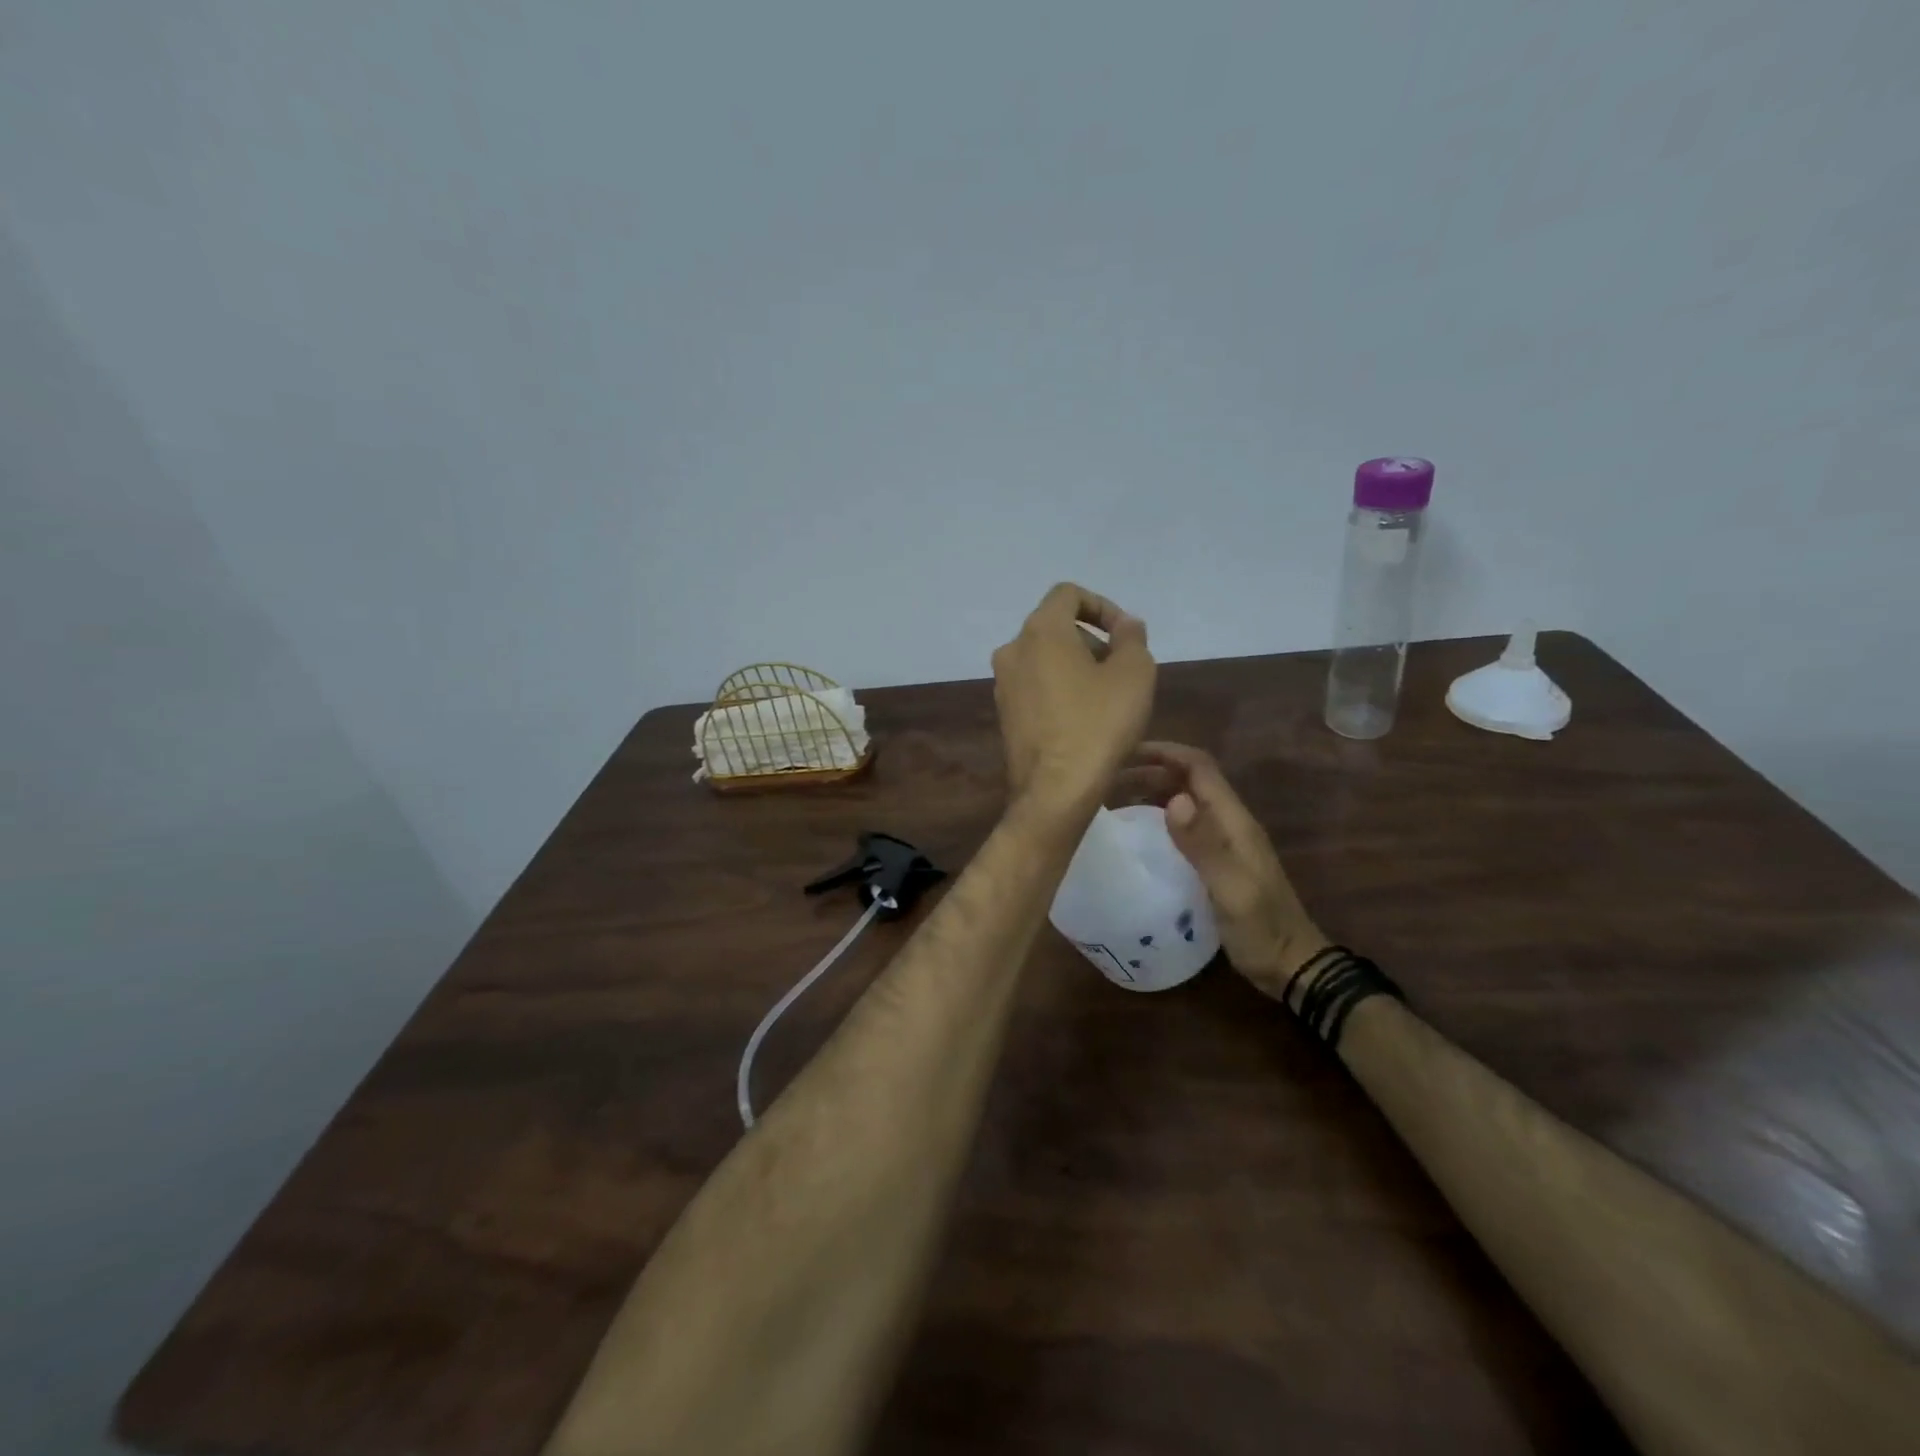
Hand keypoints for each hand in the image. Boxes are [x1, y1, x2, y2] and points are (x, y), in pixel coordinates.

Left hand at [992, 584, 1155, 813]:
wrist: (1055, 790)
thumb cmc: (1098, 724)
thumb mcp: (1134, 674)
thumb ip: (1132, 638)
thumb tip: (1125, 625)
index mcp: (1040, 631)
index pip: (1068, 594)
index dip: (1103, 606)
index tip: (1126, 636)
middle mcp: (1012, 650)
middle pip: (1055, 626)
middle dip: (1092, 639)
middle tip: (1122, 668)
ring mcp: (1003, 684)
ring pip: (1044, 658)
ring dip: (1076, 666)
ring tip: (1107, 696)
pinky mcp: (1004, 714)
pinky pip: (1036, 686)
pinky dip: (1059, 689)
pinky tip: (1084, 718)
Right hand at [1133, 742, 1326, 998]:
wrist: (1291, 965)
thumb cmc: (1261, 928)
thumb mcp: (1231, 888)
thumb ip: (1203, 844)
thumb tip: (1174, 800)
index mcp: (1234, 820)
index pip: (1199, 767)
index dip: (1164, 752)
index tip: (1124, 753)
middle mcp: (1229, 822)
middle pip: (1189, 779)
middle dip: (1150, 770)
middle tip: (1108, 779)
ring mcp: (1224, 842)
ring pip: (1185, 800)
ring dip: (1152, 792)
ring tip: (1114, 800)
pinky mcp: (1216, 861)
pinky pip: (1185, 826)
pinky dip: (1158, 818)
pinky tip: (1138, 833)